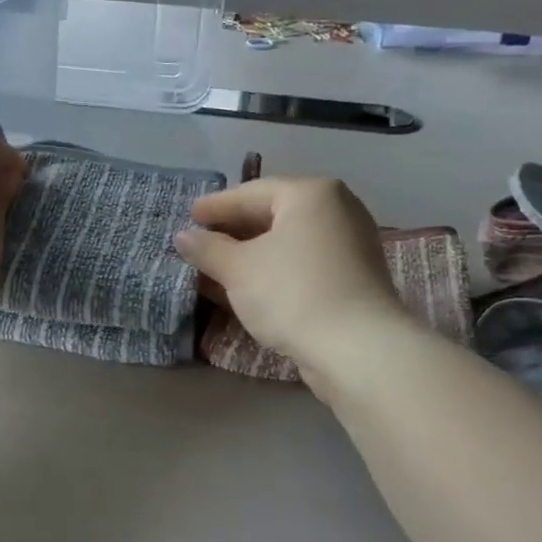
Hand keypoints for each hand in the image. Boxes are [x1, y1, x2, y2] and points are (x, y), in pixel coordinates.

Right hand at [174, 177, 406, 381]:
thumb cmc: (292, 294)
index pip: (252, 192)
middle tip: (201, 242)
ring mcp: (350, 245)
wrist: (357, 349)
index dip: (216, 206)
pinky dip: (274, 271)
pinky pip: (303, 264)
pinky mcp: (353, 279)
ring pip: (288, 243)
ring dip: (251, 256)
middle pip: (274, 215)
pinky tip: (248, 289)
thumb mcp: (239, 269)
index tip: (190, 215)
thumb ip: (208, 249)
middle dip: (233, 232)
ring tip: (216, 270)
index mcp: (311, 194)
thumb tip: (184, 237)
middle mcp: (337, 210)